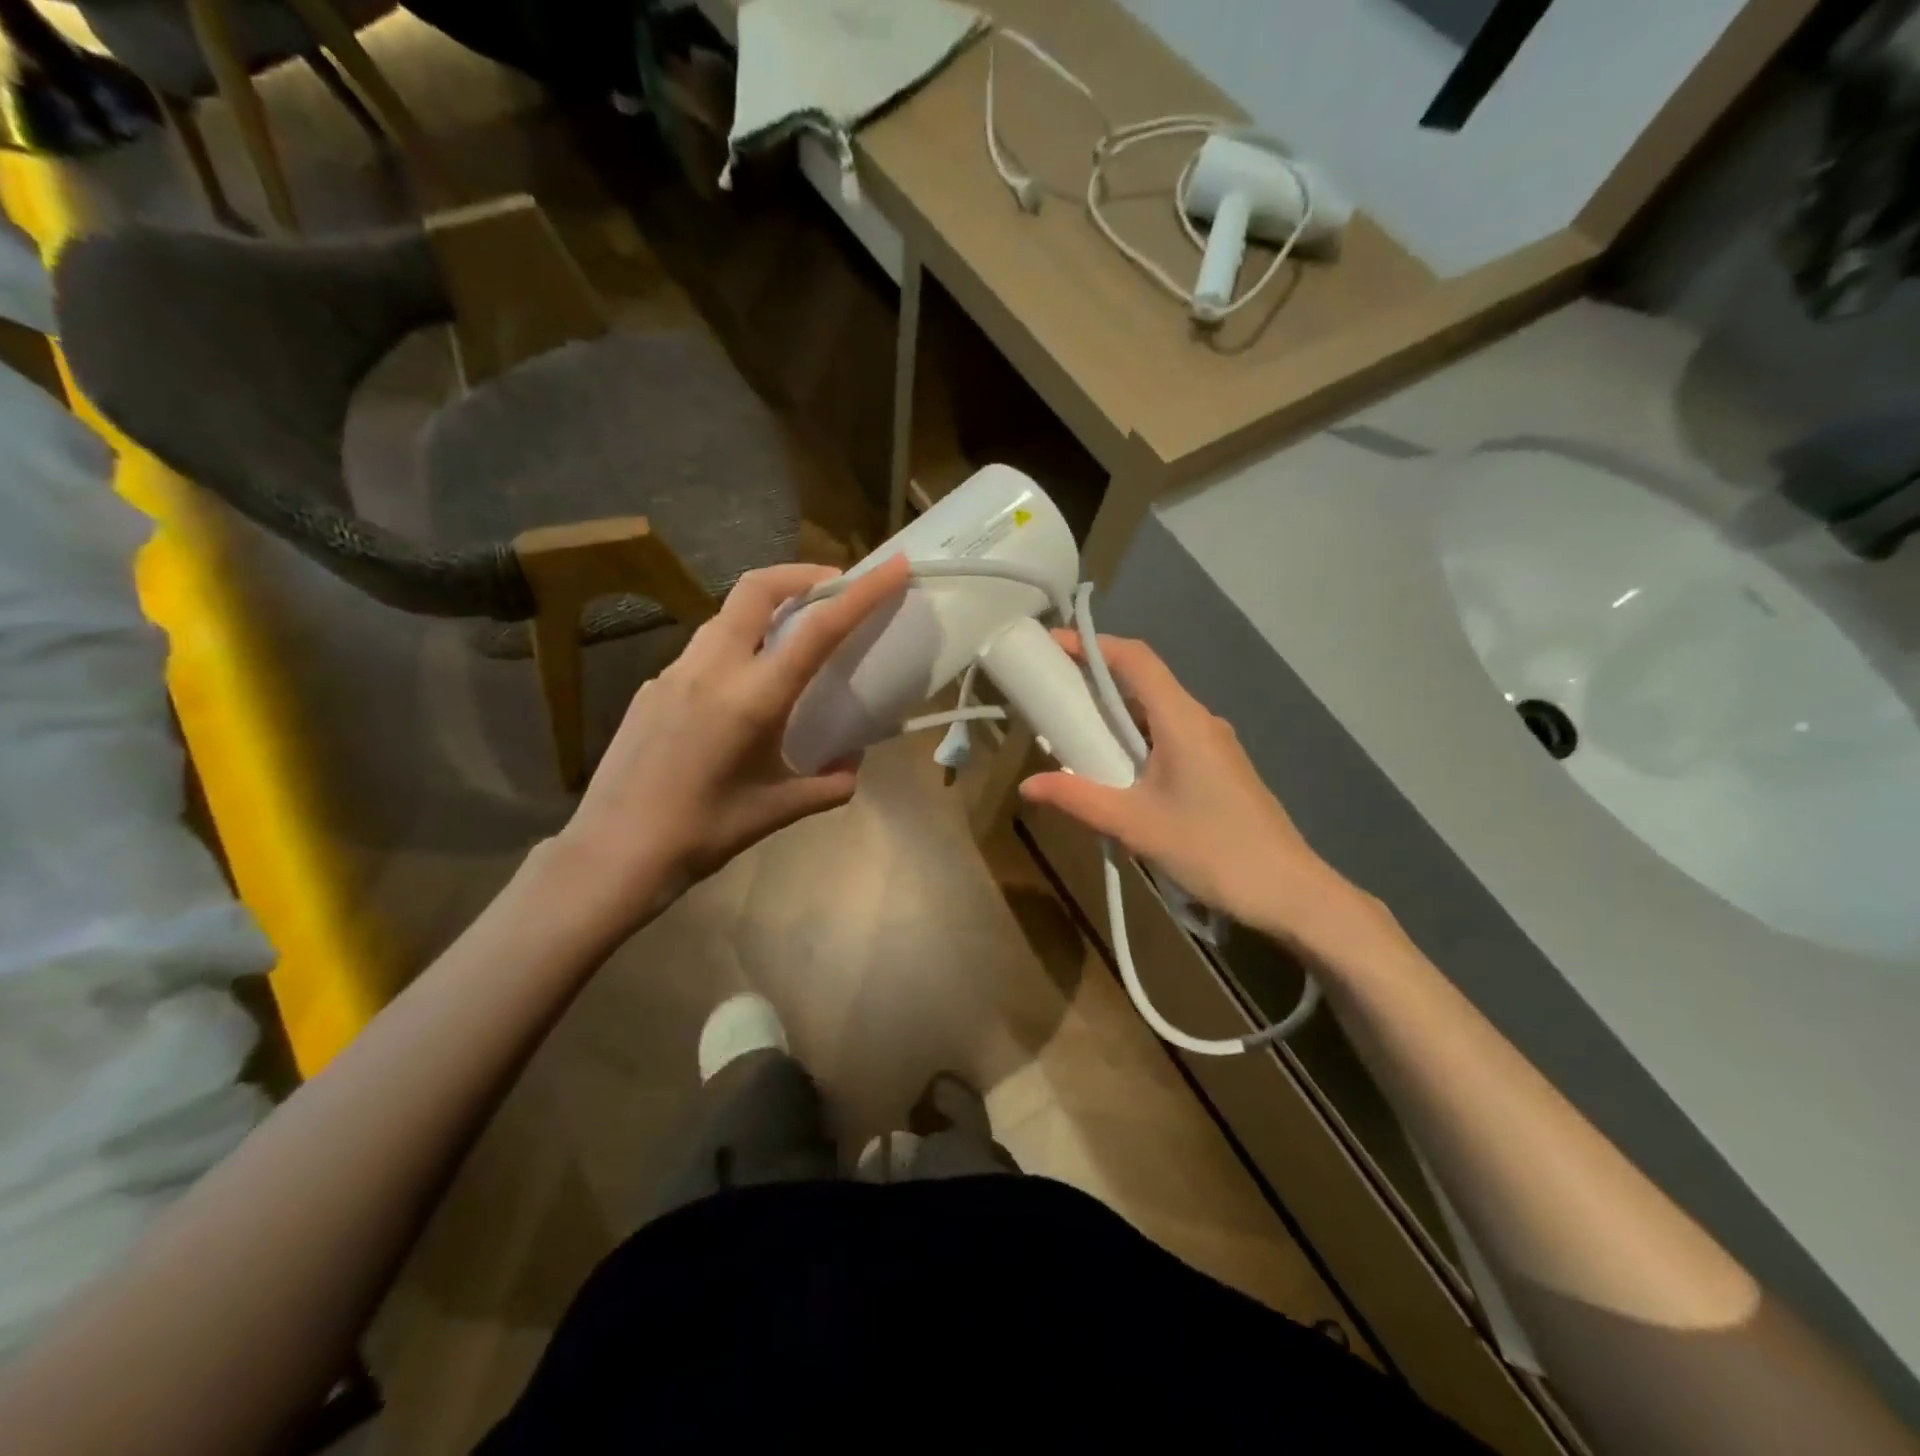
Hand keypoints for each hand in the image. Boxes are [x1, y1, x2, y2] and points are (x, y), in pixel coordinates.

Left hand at [553, 556, 910, 934]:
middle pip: (757, 587)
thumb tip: (851, 764)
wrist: (615, 852)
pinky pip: (703, 649)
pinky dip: (736, 645)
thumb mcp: (780, 810)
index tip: (892, 568)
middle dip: (802, 574)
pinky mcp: (652, 687)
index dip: (862, 592)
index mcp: (753, 697)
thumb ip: (830, 784)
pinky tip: (740, 690)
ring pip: (727, 614)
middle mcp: (713, 669)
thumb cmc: (705, 832)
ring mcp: (675, 672)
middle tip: (832, 588)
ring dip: (766, 608)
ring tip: (791, 636)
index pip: (818, 628)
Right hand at [1018, 631, 1378, 952]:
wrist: (1288, 891)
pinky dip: (1136, 741)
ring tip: (1075, 738)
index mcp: (1182, 719)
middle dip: (1096, 682)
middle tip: (1053, 697)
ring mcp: (1214, 745)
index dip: (1093, 645)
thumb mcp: (1133, 824)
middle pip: (1144, 682)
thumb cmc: (1210, 849)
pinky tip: (1118, 774)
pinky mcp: (1219, 769)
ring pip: (1156, 713)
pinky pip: (1169, 738)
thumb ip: (1077, 798)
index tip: (1053, 645)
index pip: (1135, 659)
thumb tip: (1027, 785)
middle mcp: (1200, 720)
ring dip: (1115, 717)